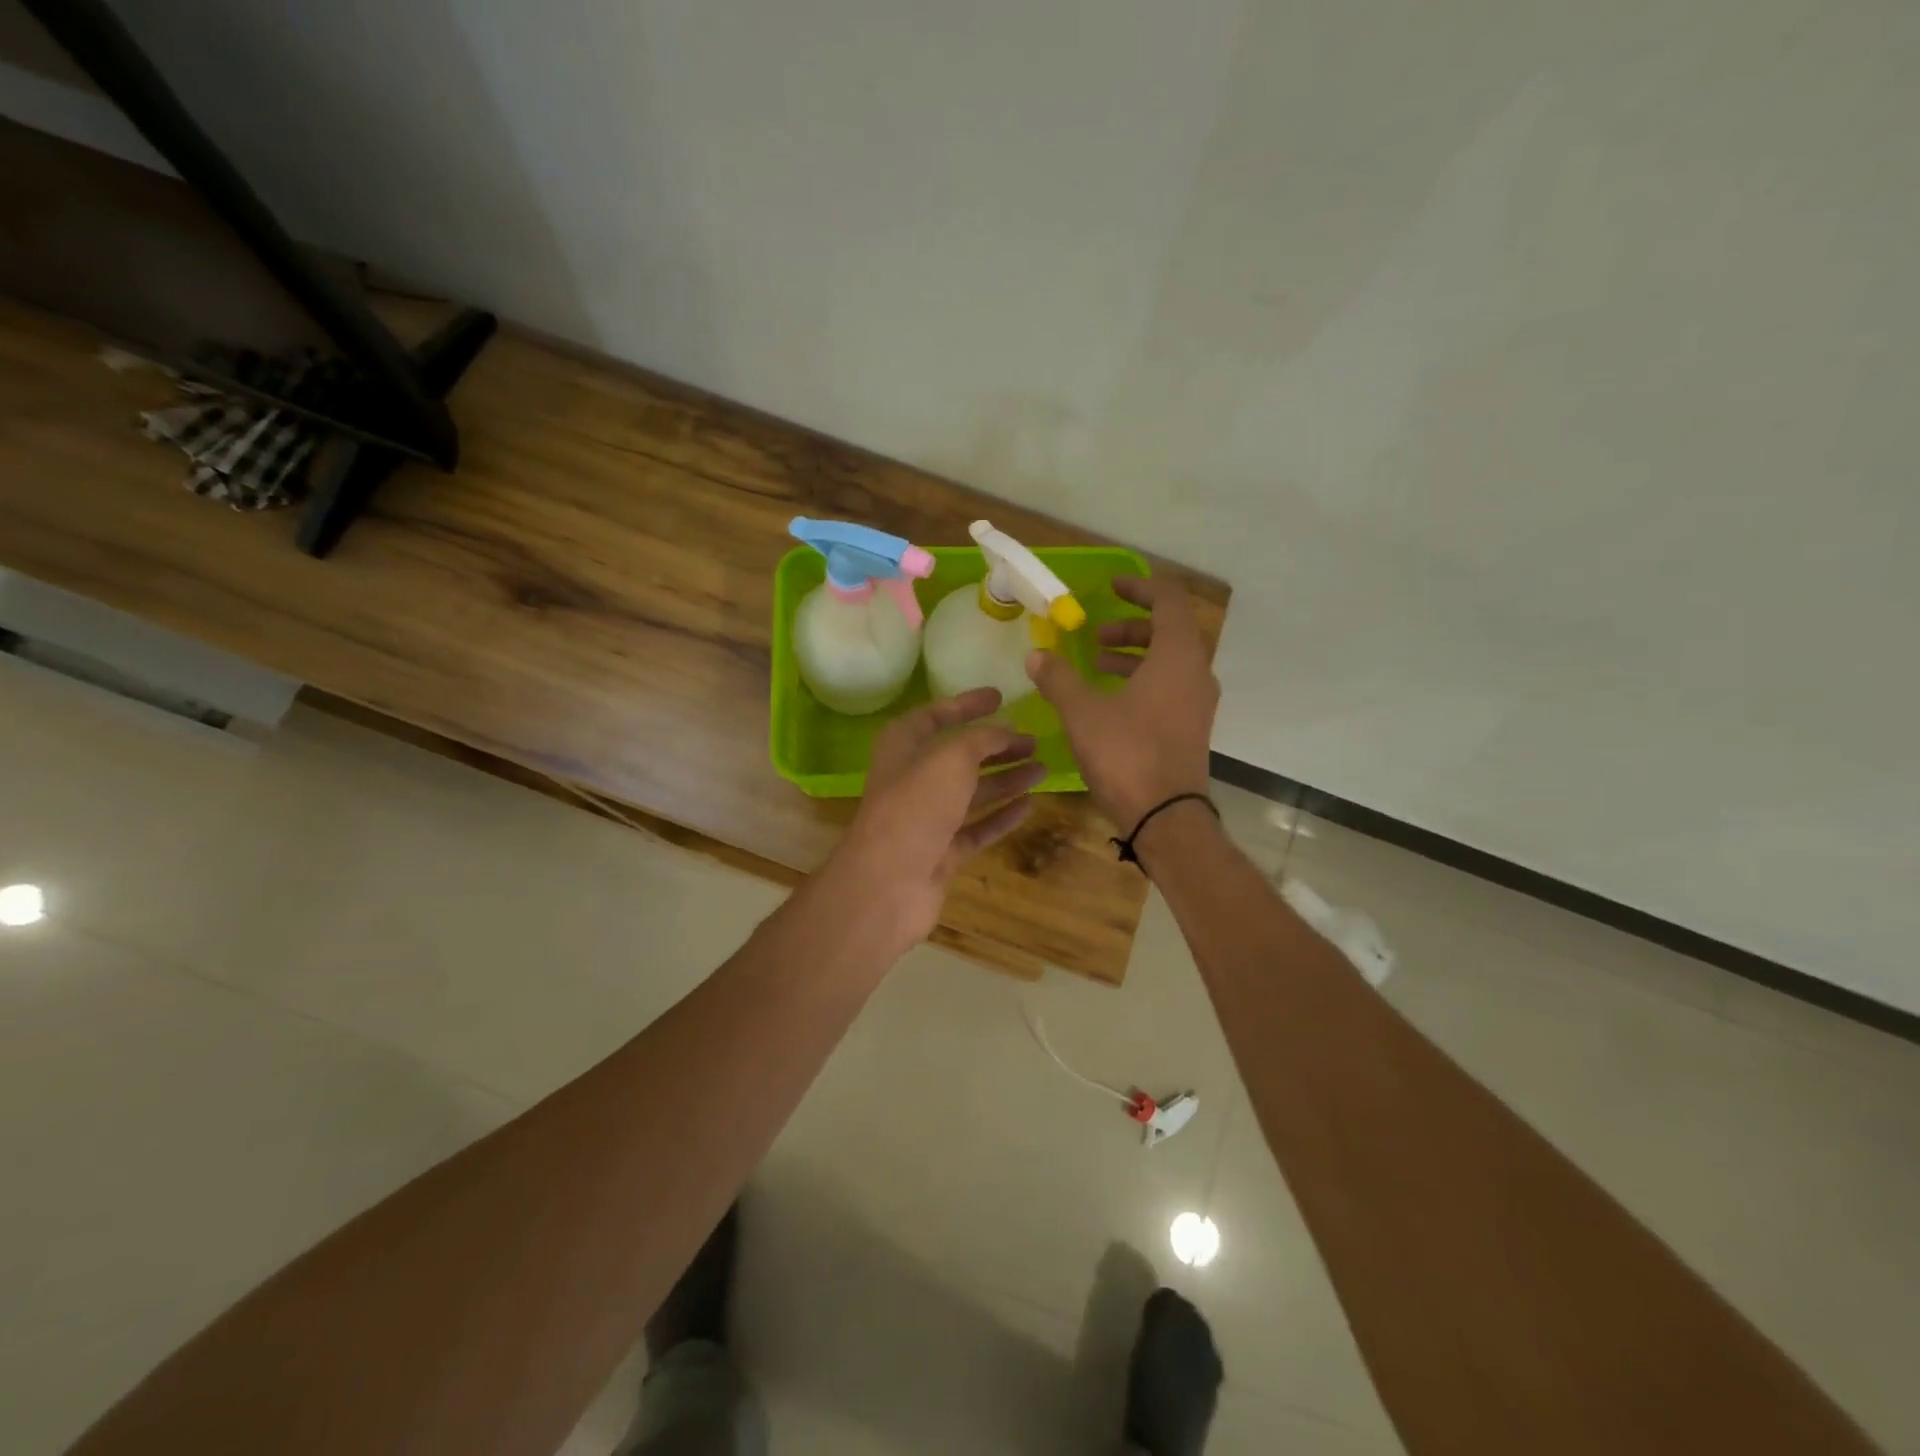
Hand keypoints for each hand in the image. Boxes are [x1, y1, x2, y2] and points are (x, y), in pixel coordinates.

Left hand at [831, 687, 1046, 948]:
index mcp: (903, 746)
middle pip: (960, 756)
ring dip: (1006, 779)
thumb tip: (1006, 731)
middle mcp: (913, 778)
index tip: (1001, 697)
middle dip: (997, 747)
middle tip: (1034, 741)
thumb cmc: (916, 806)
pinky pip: (977, 827)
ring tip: (1043, 769)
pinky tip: (1029, 806)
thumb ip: (982, 738)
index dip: (967, 705)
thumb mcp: (951, 758)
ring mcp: (928, 818)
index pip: (936, 715)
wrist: (889, 883)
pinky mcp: (942, 852)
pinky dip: (1001, 816)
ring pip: (972, 792)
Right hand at [1025, 575, 1218, 832]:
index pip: (1168, 601)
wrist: (1166, 817)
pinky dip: (1142, 679)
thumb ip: (1059, 678)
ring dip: (1134, 654)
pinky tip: (1109, 699)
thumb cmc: (1127, 755)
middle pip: (1169, 631)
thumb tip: (1037, 655)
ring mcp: (1197, 703)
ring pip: (1169, 661)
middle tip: (1096, 633)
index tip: (1112, 585)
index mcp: (1177, 656)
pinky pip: (1169, 686)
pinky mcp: (1191, 727)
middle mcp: (1196, 673)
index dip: (1140, 586)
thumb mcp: (1083, 713)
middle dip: (1131, 625)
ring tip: (1097, 663)